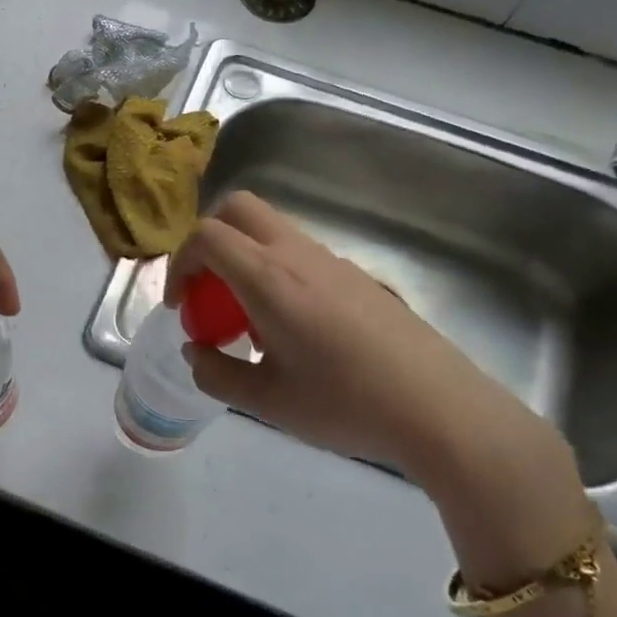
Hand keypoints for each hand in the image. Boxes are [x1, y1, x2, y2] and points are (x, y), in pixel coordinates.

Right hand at [166, 192, 589, 573]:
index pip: (207, 236)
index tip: (181, 305)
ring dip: (243, 256)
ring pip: (271, 229)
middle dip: (208, 240)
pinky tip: (291, 327)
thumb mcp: (267, 401)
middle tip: (207, 291)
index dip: (179, 263)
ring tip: (247, 318)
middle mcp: (298, 255)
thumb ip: (217, 374)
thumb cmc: (344, 404)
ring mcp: (332, 260)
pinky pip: (299, 253)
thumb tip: (196, 353)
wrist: (437, 407)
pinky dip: (274, 270)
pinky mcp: (357, 275)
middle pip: (238, 209)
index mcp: (268, 279)